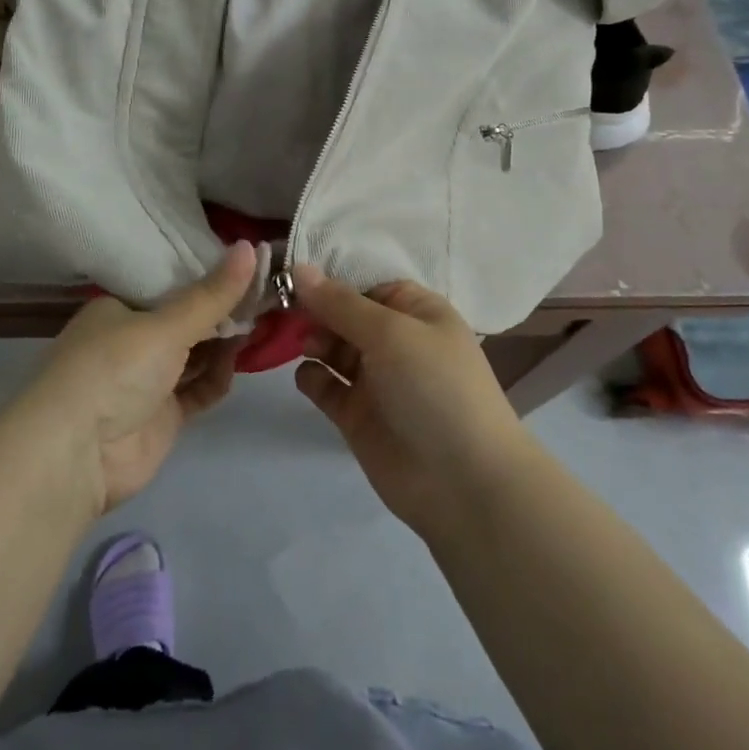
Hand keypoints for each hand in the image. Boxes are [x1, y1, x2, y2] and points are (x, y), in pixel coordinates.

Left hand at [22, 243, 256, 513]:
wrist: (76, 455)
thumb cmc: (113, 369)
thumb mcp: (165, 325)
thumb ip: (212, 294)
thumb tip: (250, 246)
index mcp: (118, 308)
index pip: (168, 284)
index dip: (206, 275)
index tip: (245, 264)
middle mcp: (130, 340)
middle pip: (185, 320)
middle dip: (221, 311)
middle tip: (265, 294)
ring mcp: (147, 380)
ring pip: (195, 354)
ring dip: (224, 342)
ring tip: (262, 323)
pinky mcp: (162, 415)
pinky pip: (198, 389)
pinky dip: (218, 376)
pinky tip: (238, 362)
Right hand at [293, 265, 532, 533]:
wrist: (463, 482)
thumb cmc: (434, 387)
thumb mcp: (391, 332)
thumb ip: (340, 303)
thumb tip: (299, 268)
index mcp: (416, 312)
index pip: (367, 283)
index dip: (333, 279)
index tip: (293, 274)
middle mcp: (396, 341)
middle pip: (345, 314)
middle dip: (316, 309)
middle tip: (285, 310)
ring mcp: (376, 379)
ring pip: (333, 348)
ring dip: (314, 340)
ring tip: (307, 346)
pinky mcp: (357, 415)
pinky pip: (326, 386)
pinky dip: (312, 377)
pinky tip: (309, 377)